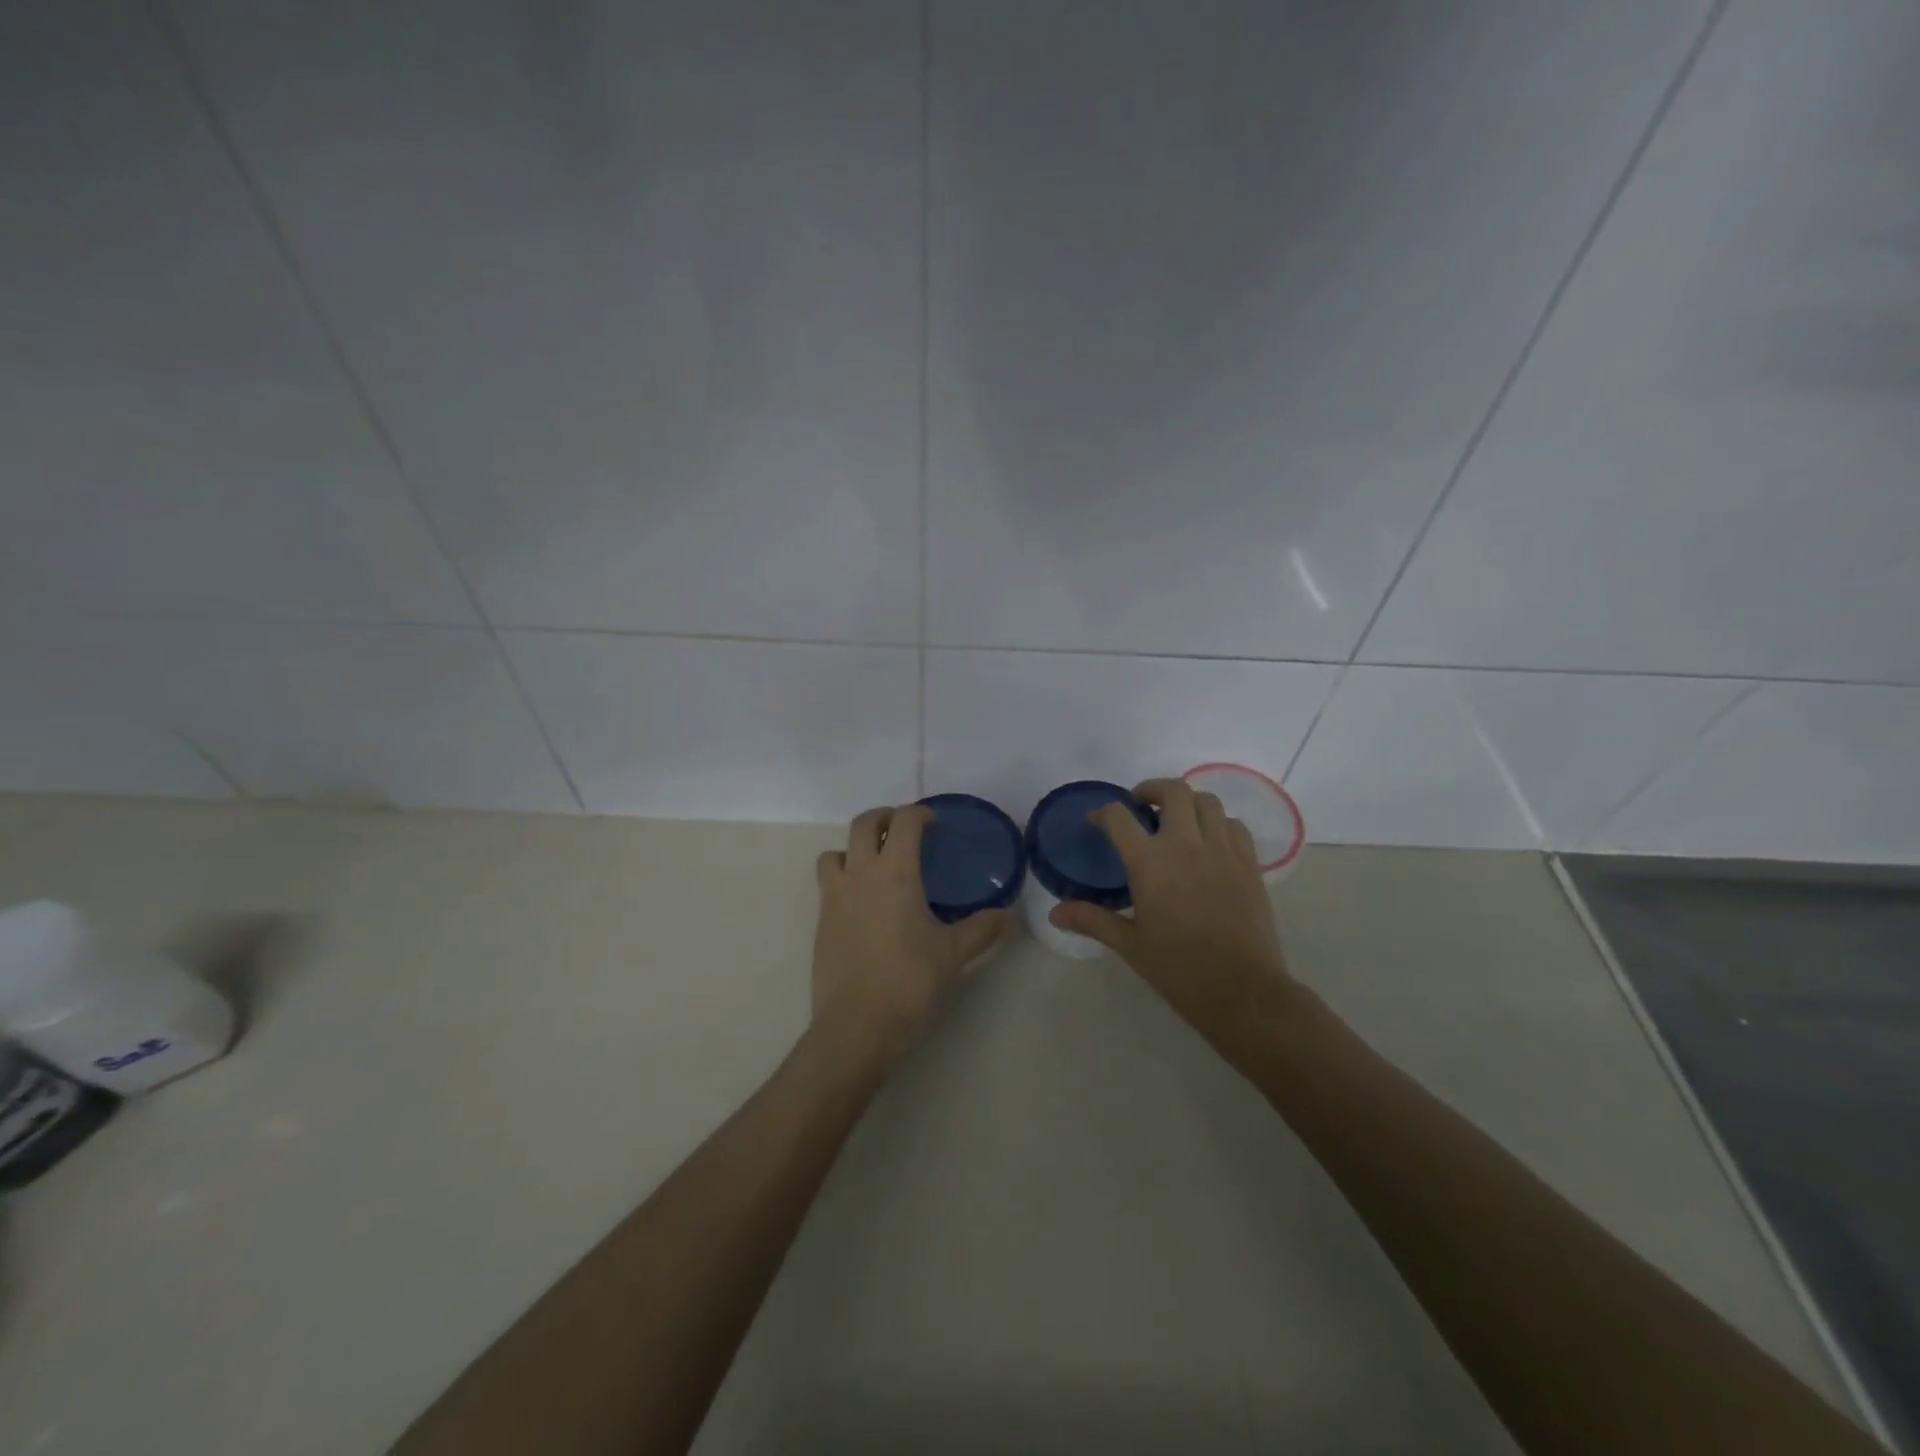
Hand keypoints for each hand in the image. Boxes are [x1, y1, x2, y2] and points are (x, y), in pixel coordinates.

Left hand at [811, 804, 1006, 1071]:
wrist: (856, 1027)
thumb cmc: (909, 983)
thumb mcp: (953, 955)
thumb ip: (981, 930)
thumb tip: (1006, 916)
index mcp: (896, 873)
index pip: (904, 821)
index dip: (920, 814)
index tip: (934, 824)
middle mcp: (861, 875)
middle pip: (863, 824)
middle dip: (884, 818)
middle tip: (904, 831)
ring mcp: (835, 898)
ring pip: (835, 852)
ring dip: (855, 848)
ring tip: (876, 865)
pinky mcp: (821, 922)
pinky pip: (828, 884)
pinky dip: (843, 879)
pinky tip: (864, 904)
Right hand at [1049, 778, 1294, 1036]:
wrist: (1242, 991)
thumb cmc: (1179, 969)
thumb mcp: (1130, 945)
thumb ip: (1093, 920)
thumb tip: (1055, 913)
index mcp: (1150, 862)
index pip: (1119, 817)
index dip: (1103, 813)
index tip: (1097, 821)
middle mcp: (1186, 844)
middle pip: (1172, 791)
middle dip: (1152, 790)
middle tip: (1141, 806)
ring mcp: (1222, 850)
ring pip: (1207, 801)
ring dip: (1187, 803)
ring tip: (1177, 821)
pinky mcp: (1249, 863)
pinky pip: (1234, 825)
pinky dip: (1218, 823)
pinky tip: (1210, 843)